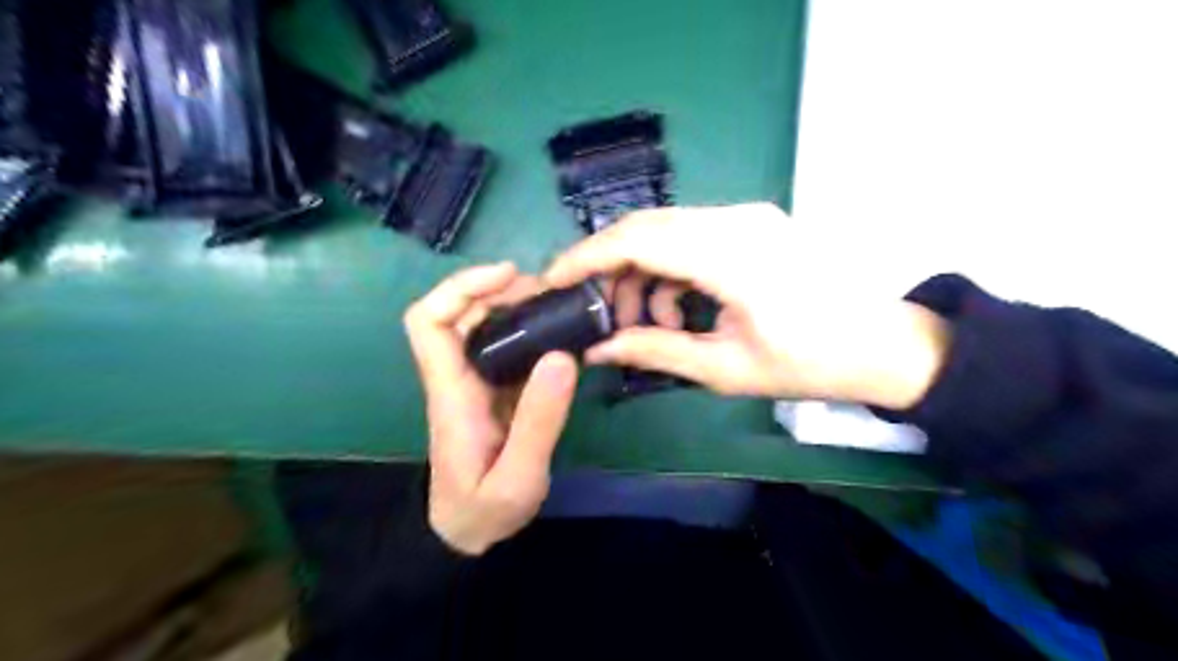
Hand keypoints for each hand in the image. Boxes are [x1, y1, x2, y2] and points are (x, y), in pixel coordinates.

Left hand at [406, 260, 576, 554]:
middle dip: (497, 290)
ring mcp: (474, 384)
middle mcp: (457, 379)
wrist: (467, 534)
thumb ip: (539, 421)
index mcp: (452, 393)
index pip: (429, 323)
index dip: (461, 288)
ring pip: (480, 326)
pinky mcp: (493, 391)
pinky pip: (503, 347)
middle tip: (547, 291)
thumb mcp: (518, 477)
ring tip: (556, 304)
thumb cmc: (484, 511)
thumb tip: (562, 356)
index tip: (508, 277)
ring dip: (512, 306)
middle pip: (457, 313)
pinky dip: (525, 330)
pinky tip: (557, 333)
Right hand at [543, 201, 943, 407]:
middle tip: (597, 311)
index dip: (586, 257)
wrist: (881, 344)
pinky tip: (679, 309)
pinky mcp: (751, 223)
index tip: (552, 281)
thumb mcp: (724, 368)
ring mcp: (746, 217)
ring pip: (665, 231)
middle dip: (609, 268)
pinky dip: (670, 269)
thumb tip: (598, 348)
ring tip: (648, 324)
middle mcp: (736, 220)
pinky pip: (691, 237)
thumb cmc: (809, 364)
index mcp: (731, 256)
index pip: (636, 238)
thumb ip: (655, 351)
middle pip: (645, 227)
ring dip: (642, 273)